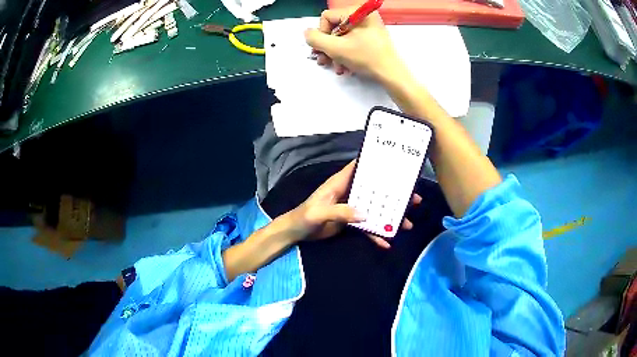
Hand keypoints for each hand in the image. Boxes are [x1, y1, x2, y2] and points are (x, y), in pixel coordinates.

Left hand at [285, 160, 420, 248]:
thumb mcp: (319, 212)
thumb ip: (340, 212)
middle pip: (375, 190)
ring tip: (408, 224)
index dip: (376, 163)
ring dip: (390, 216)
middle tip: (414, 200)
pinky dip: (376, 234)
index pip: (359, 167)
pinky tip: (386, 242)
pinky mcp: (350, 222)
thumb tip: (365, 215)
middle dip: (394, 194)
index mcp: (340, 183)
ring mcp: (351, 208)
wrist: (296, 233)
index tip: (397, 163)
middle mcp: (349, 192)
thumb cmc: (304, 217)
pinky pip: (367, 227)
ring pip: (375, 209)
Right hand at [304, 9, 408, 82]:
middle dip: (328, 47)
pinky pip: (352, 41)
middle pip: (334, 27)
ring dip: (335, 53)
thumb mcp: (335, 48)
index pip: (327, 17)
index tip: (324, 49)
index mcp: (357, 12)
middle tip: (324, 61)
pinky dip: (346, 53)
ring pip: (342, 36)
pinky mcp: (371, 36)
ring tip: (336, 67)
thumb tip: (307, 33)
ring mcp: (368, 26)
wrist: (391, 74)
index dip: (322, 34)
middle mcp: (363, 15)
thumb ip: (315, 39)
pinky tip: (345, 66)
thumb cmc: (365, 58)